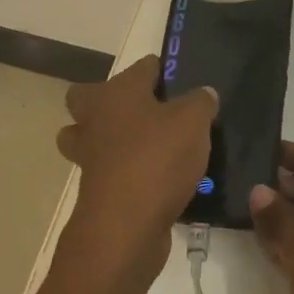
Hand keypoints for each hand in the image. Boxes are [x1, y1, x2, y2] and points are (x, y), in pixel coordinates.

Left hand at [55, 55, 216, 287]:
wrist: (125, 226)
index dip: (161, 70)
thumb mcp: (193, 122)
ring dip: (110, 139)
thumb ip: (200, 102)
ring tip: (148, 146)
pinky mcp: (95, 190)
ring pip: (90, 137)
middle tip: (150, 111)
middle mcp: (95, 119)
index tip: (181, 81)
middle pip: (89, 98)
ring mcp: (89, 156)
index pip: (141, 67)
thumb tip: (203, 93)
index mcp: (116, 93)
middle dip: (112, 100)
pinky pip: (106, 170)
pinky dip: (124, 171)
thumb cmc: (157, 159)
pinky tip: (156, 178)